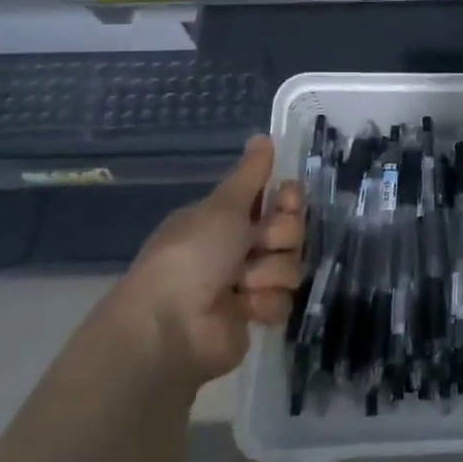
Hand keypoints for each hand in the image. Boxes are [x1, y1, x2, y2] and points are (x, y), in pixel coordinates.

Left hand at [120, 136, 304, 387]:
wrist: (171, 325)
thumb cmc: (193, 255)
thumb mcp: (223, 206)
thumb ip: (250, 173)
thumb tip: (263, 136)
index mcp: (227, 218)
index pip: (277, 199)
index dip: (289, 199)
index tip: (287, 198)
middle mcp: (239, 247)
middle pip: (291, 231)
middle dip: (280, 237)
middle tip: (257, 244)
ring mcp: (249, 283)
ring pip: (291, 265)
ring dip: (269, 273)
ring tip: (241, 284)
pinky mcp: (256, 315)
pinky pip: (284, 300)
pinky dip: (265, 302)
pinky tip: (243, 308)